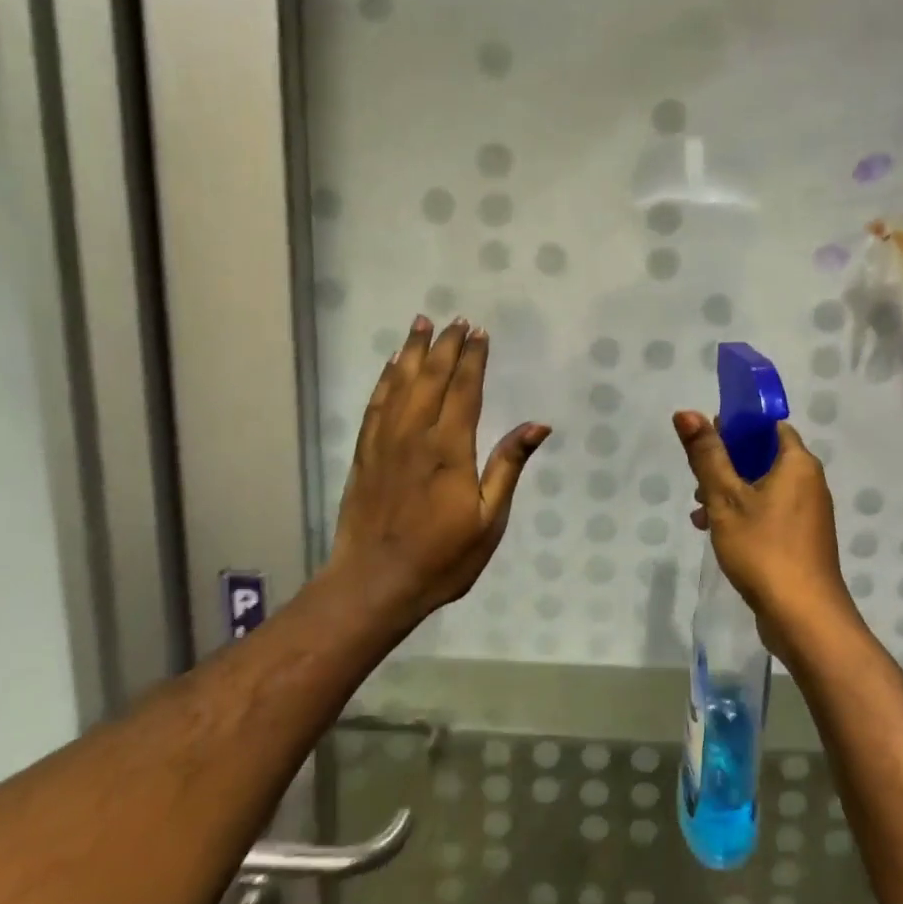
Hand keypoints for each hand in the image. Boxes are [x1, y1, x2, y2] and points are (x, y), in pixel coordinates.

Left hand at [324, 317, 548, 639]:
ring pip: (400, 383)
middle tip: (456, 319)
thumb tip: (537, 425)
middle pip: (431, 378)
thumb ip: (508, 467)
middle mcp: (415, 435)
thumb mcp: (488, 519)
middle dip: (446, 346)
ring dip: (412, 351)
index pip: (464, 390)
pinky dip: (385, 379)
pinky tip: (392, 365)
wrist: (374, 583)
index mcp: (449, 449)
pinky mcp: (365, 454)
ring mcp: (385, 442)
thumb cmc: (442, 557)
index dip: (473, 359)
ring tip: (422, 323)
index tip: (480, 333)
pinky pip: (376, 404)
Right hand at [672, 411, 857, 657]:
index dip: (738, 427)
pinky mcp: (802, 541)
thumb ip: (706, 455)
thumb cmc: (764, 549)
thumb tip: (685, 412)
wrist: (804, 616)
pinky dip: (745, 516)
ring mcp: (808, 514)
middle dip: (727, 465)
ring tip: (700, 514)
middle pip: (764, 458)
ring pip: (764, 489)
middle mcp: (810, 483)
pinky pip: (770, 514)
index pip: (769, 427)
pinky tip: (717, 534)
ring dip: (731, 494)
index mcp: (798, 464)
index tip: (708, 439)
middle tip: (698, 481)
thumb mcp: (726, 499)